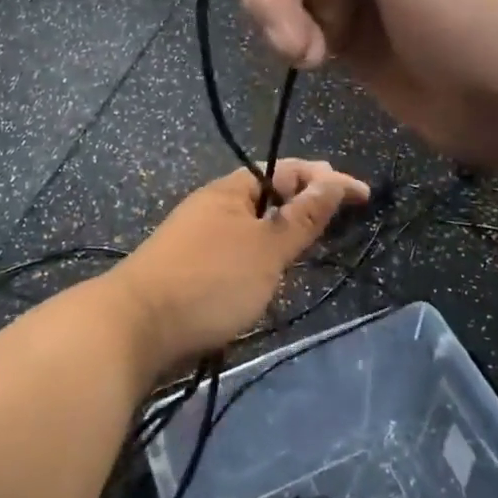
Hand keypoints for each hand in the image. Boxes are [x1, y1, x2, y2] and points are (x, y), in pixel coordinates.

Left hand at [105, 161, 370, 368]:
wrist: (134, 328)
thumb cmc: (209, 280)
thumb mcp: (266, 248)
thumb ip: (303, 216)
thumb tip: (334, 179)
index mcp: (232, 189)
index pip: (289, 169)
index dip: (328, 178)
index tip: (363, 196)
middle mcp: (214, 204)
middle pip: (270, 194)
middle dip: (306, 202)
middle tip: (340, 221)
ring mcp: (198, 236)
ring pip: (254, 224)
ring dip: (284, 231)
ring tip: (311, 248)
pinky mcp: (189, 268)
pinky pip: (238, 249)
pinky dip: (262, 255)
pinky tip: (269, 277)